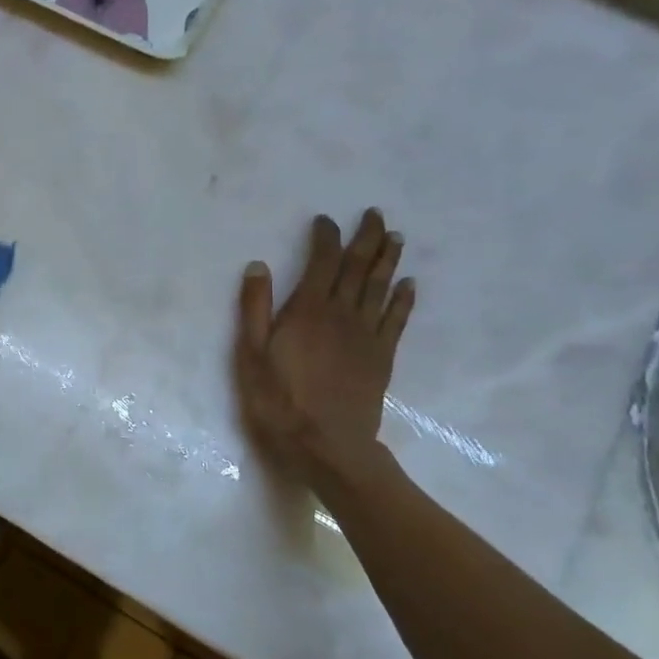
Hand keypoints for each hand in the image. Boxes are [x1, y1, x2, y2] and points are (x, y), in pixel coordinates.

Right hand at [235, 209, 414, 481]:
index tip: (326, 220)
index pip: (322, 262)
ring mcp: (367, 335)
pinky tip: (408, 285)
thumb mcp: (250, 354)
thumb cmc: (279, 400)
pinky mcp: (382, 356)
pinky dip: (404, 299)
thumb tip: (259, 265)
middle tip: (375, 214)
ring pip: (381, 287)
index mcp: (308, 310)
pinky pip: (396, 319)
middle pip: (359, 267)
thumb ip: (254, 308)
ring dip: (388, 260)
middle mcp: (342, 314)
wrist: (327, 445)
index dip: (326, 237)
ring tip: (395, 238)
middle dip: (367, 238)